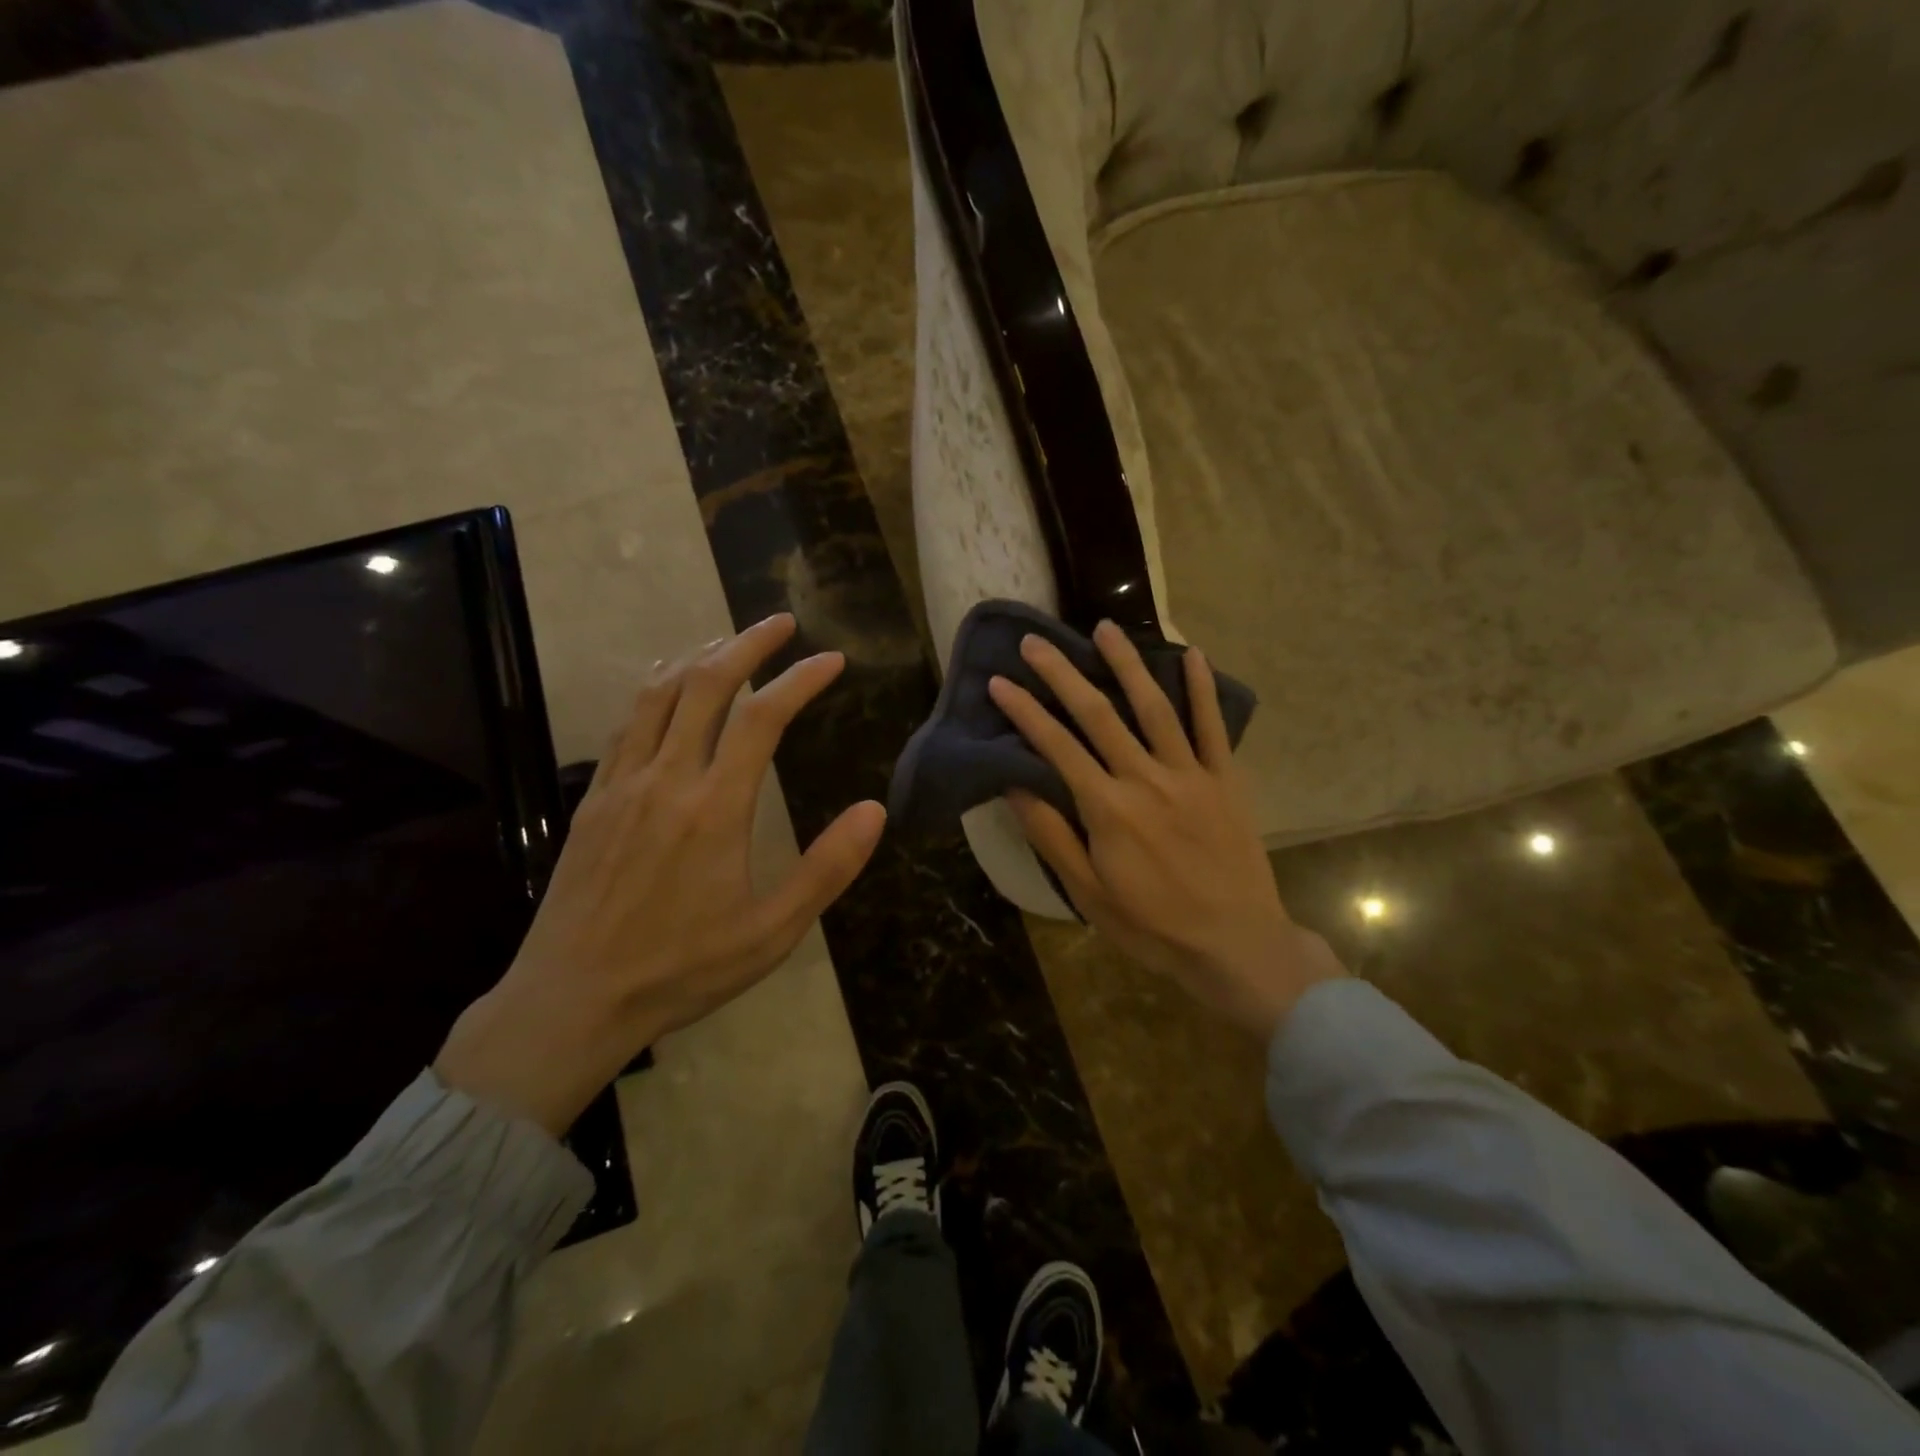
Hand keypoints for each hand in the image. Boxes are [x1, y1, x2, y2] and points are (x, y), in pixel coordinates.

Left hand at [435, 614, 886, 1133]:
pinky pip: (626, 723)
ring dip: (698, 656)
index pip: (762, 718)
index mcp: (715, 808)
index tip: (831, 660)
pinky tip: (667, 685)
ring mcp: (622, 784)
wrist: (572, 999)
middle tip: (781, 622)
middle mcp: (667, 779)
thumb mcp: (772, 933)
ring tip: (731, 641)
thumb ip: (826, 869)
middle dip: (748, 644)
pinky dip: (655, 688)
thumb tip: (874, 810)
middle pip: (706, 685)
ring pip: (659, 694)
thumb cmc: (681, 969)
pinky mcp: (594, 798)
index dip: (800, 679)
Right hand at [989, 622, 1344, 1042]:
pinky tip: (1192, 654)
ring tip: (1105, 628)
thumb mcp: (1088, 893)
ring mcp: (1190, 774)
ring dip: (1128, 664)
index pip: (1057, 746)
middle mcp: (1146, 779)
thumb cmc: (1152, 925)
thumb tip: (1016, 786)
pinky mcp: (1225, 779)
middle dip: (1063, 674)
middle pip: (1099, 714)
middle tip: (1036, 641)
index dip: (1025, 711)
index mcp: (1107, 809)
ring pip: (1154, 707)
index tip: (999, 681)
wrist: (1236, 944)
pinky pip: (1213, 726)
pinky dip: (1202, 688)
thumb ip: (1051, 837)